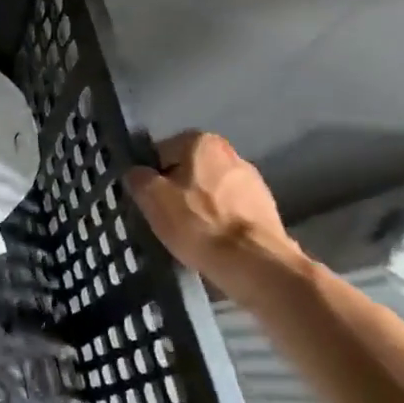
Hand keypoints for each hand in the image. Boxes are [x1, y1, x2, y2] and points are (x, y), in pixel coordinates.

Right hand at [125, 132, 297, 284]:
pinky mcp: (266, 207)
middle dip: (176, 190)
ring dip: (198, 206)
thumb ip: (138, 177)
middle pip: (188, 170)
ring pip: (210, 190)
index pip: (161, 153)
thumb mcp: (152, 198)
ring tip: (190, 233)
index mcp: (202, 142)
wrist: (253, 261)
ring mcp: (253, 180)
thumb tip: (137, 173)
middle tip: (166, 218)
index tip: (149, 201)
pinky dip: (219, 221)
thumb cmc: (197, 222)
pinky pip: (229, 209)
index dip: (150, 178)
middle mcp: (231, 152)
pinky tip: (212, 240)